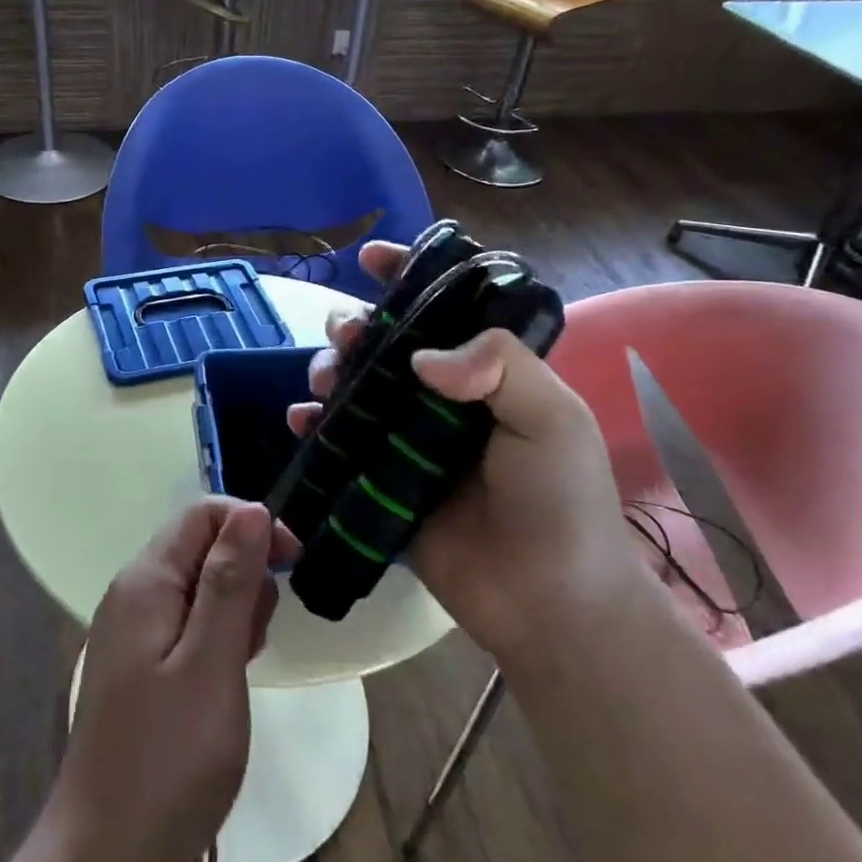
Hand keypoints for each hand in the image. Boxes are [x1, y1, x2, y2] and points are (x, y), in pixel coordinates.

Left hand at [47, 498, 299, 861]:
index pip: (202, 513)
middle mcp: (132, 593)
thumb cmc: (168, 758)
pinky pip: (187, 624)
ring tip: (241, 666)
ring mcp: (131, 630)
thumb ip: (230, 580)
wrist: (106, 855)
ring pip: (197, 586)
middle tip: (257, 637)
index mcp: (146, 580)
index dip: (252, 524)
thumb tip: (253, 510)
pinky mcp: (138, 665)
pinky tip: (224, 681)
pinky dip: (216, 638)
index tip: (292, 564)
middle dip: (244, 573)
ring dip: (234, 610)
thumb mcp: (212, 662)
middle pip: (200, 546)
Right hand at [290, 242, 643, 663]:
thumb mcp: (553, 417)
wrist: (547, 604)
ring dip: (328, 369)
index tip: (372, 258)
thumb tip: (422, 358)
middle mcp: (442, 399)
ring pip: (353, 386)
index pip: (444, 308)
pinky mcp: (378, 480)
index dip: (408, 275)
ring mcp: (406, 440)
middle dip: (355, 327)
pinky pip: (335, 441)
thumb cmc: (560, 501)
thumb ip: (500, 366)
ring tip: (324, 383)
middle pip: (385, 343)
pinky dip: (311, 425)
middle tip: (346, 336)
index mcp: (488, 373)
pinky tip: (300, 421)